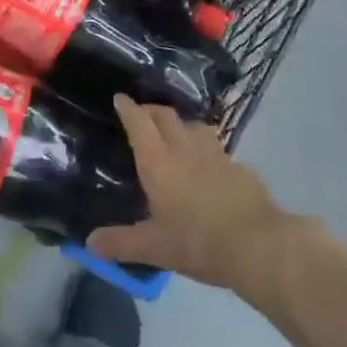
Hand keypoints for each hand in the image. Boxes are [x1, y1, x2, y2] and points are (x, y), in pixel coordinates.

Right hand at [88, 95, 336, 294]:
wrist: (258, 245)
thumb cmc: (198, 243)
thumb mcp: (154, 248)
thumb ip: (121, 243)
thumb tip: (89, 243)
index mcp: (158, 162)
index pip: (138, 122)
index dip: (128, 108)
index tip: (120, 98)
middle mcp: (184, 149)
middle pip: (165, 115)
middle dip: (151, 110)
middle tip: (142, 116)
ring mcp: (215, 154)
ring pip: (194, 125)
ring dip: (180, 125)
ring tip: (176, 135)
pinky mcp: (239, 167)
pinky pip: (217, 149)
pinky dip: (206, 151)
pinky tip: (208, 168)